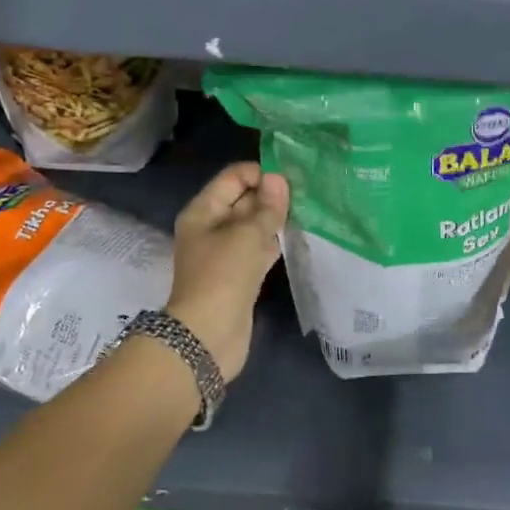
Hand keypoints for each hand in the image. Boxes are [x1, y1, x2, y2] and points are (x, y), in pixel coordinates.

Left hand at [166, 162, 288, 378]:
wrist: (209, 336)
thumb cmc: (223, 276)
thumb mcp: (247, 235)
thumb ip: (267, 207)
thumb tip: (279, 178)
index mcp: (203, 211)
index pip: (232, 178)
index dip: (260, 173)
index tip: (291, 178)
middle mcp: (211, 228)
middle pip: (243, 200)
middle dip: (271, 195)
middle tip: (306, 193)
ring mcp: (225, 253)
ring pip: (253, 226)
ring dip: (275, 219)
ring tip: (307, 210)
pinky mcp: (239, 274)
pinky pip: (258, 248)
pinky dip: (274, 242)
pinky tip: (297, 236)